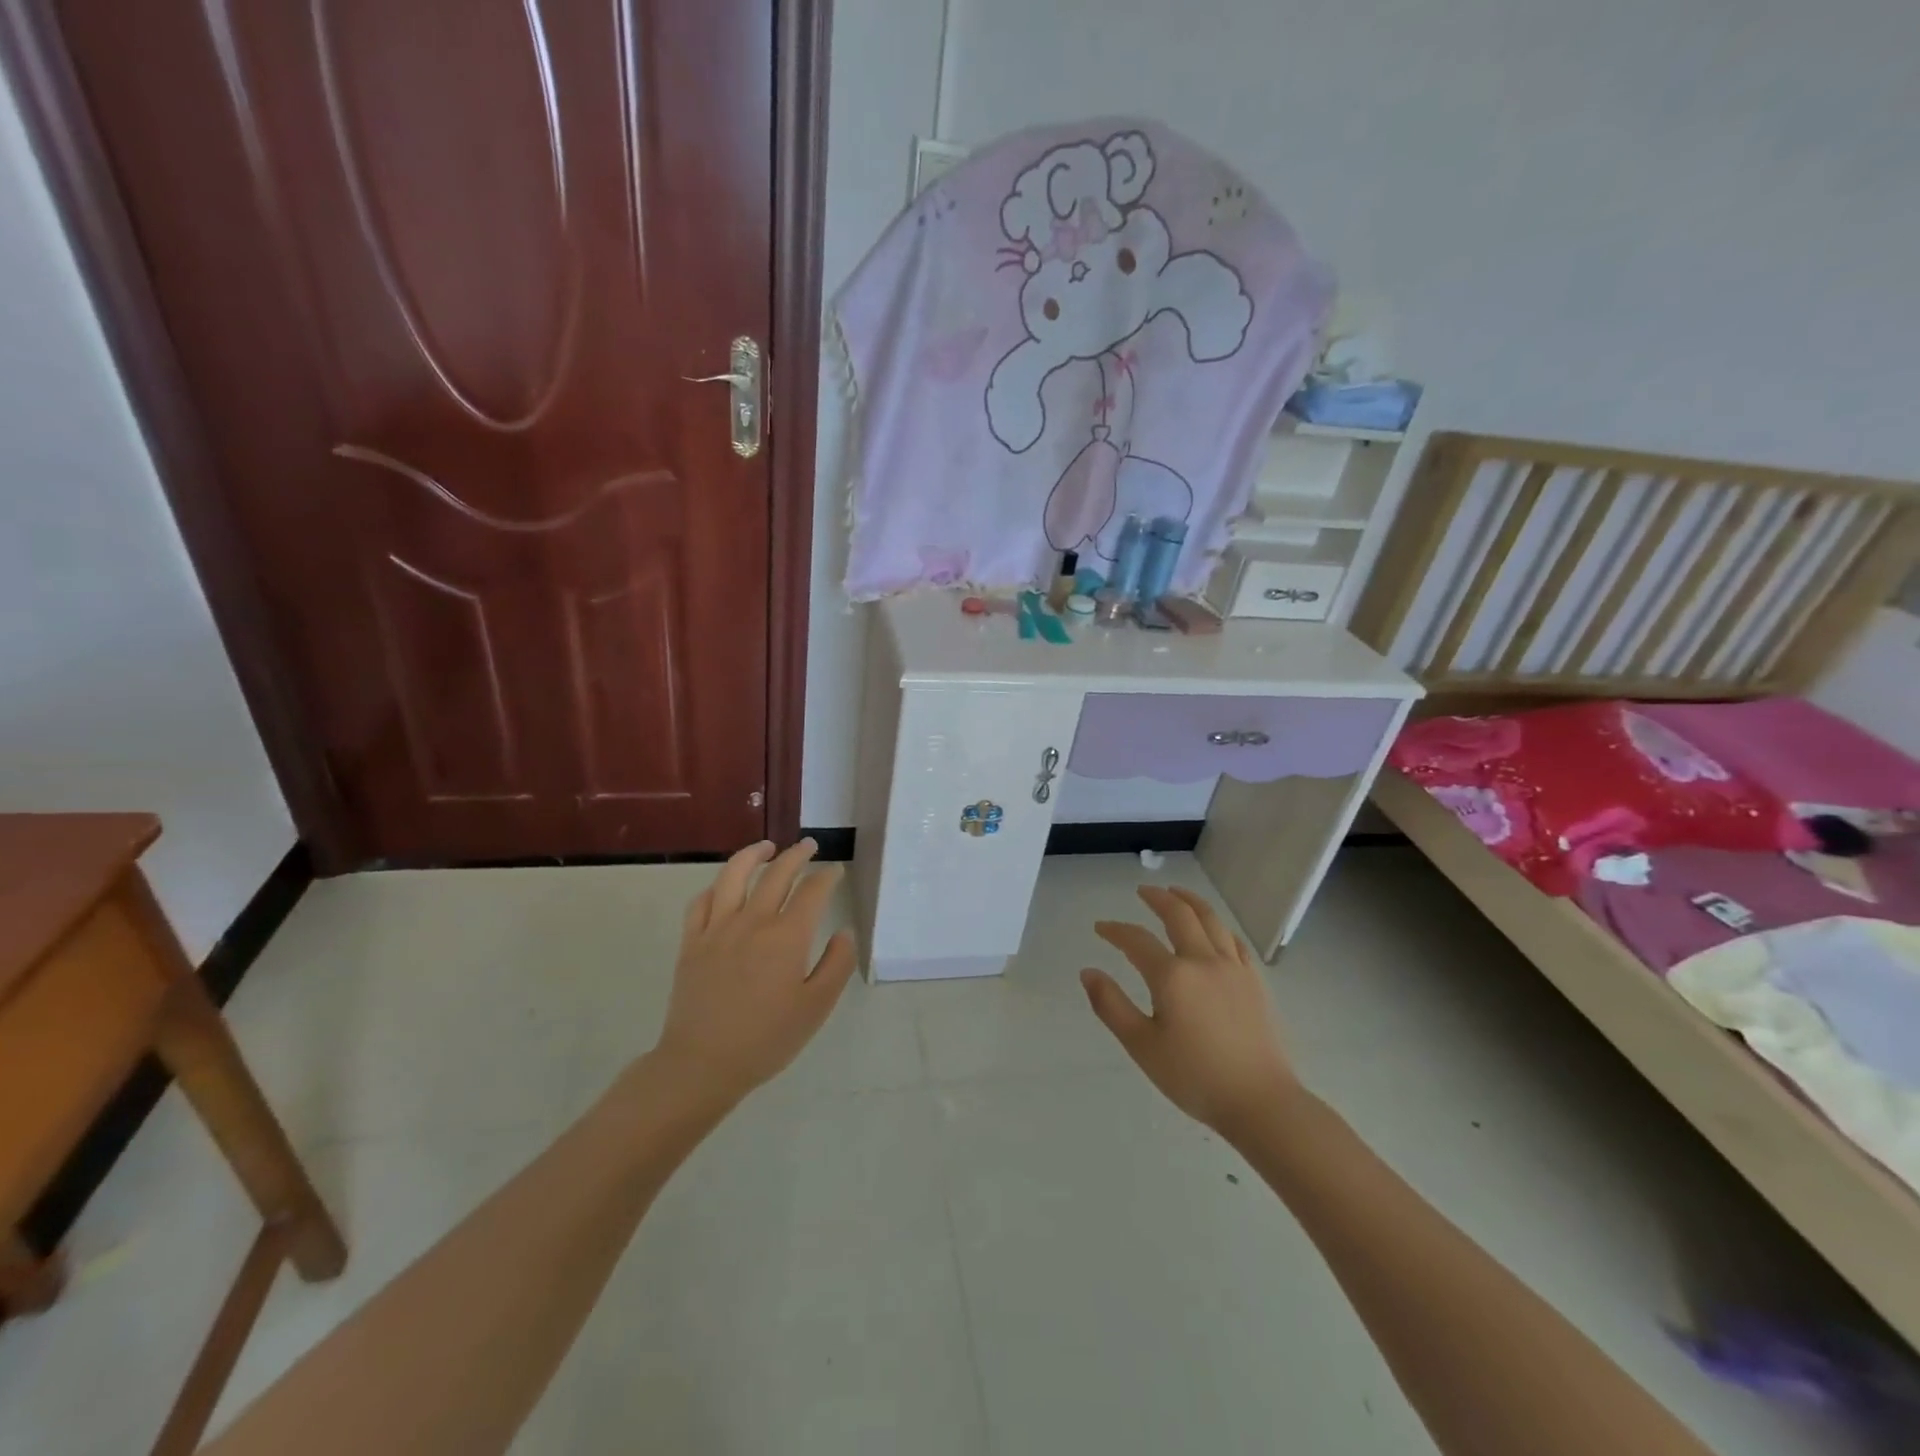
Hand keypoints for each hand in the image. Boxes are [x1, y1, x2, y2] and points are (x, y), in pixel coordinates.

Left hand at [651, 839, 857, 1107]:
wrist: (702, 1064)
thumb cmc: (766, 1039)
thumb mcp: (816, 1007)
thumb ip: (837, 965)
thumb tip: (844, 932)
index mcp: (787, 936)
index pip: (812, 892)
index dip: (827, 877)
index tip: (835, 873)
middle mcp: (753, 921)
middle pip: (777, 874)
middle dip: (797, 855)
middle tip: (809, 846)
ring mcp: (718, 929)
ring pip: (734, 875)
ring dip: (753, 855)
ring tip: (766, 847)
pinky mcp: (692, 942)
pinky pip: (701, 902)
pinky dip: (716, 886)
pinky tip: (724, 887)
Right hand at [1081, 885, 1299, 1133]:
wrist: (1260, 1102)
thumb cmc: (1194, 1077)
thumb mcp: (1142, 1046)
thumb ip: (1111, 1005)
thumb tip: (1088, 972)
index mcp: (1172, 976)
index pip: (1136, 941)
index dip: (1115, 930)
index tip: (1100, 928)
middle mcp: (1203, 961)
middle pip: (1179, 915)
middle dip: (1157, 898)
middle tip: (1143, 891)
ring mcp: (1233, 968)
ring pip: (1211, 920)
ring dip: (1190, 901)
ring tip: (1176, 893)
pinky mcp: (1255, 982)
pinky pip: (1234, 941)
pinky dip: (1218, 926)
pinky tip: (1214, 929)